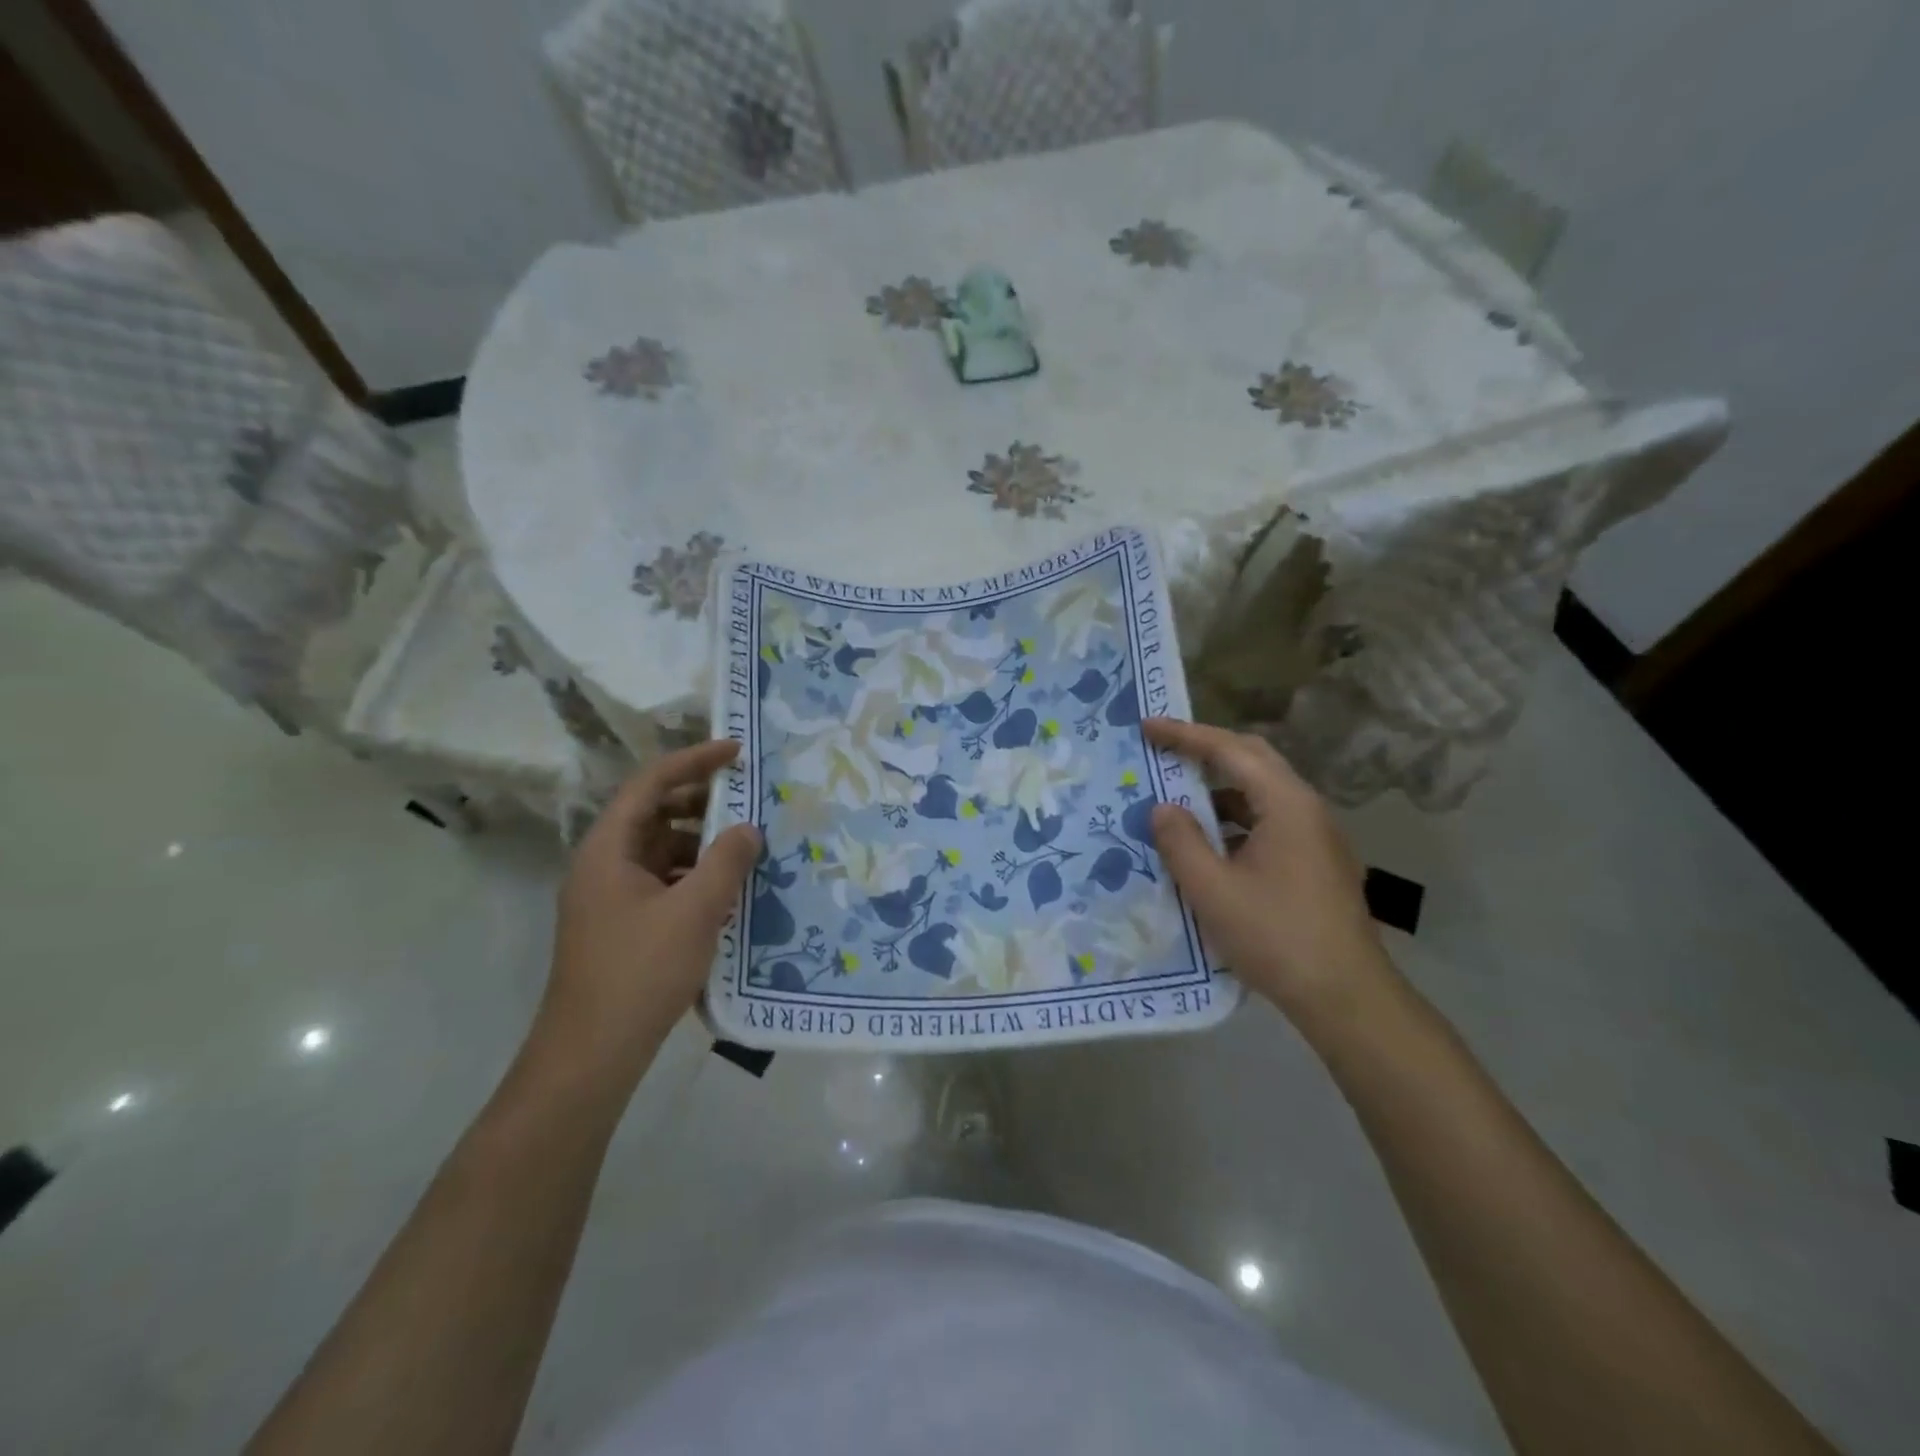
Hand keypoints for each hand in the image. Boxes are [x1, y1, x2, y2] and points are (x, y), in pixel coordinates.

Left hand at [536, 740, 760, 1083]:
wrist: (592, 1055)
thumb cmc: (640, 971)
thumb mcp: (695, 911)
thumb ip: (725, 861)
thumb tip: (748, 828)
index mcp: (609, 849)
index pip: (650, 784)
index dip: (693, 761)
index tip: (736, 753)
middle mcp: (604, 865)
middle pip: (654, 815)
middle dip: (701, 804)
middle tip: (748, 801)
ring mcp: (611, 898)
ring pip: (660, 851)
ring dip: (701, 845)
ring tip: (746, 850)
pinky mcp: (623, 927)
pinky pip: (663, 883)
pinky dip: (694, 878)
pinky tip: (727, 894)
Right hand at [1144, 718, 1398, 1021]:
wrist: (1345, 997)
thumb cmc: (1276, 937)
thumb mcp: (1212, 890)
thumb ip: (1181, 842)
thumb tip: (1163, 808)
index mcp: (1286, 804)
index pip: (1230, 750)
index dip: (1185, 735)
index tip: (1147, 726)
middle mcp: (1307, 810)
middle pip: (1253, 761)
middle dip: (1206, 751)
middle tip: (1163, 750)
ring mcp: (1317, 837)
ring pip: (1262, 794)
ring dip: (1219, 790)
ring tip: (1177, 799)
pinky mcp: (1317, 863)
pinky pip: (1269, 822)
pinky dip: (1234, 820)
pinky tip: (1210, 845)